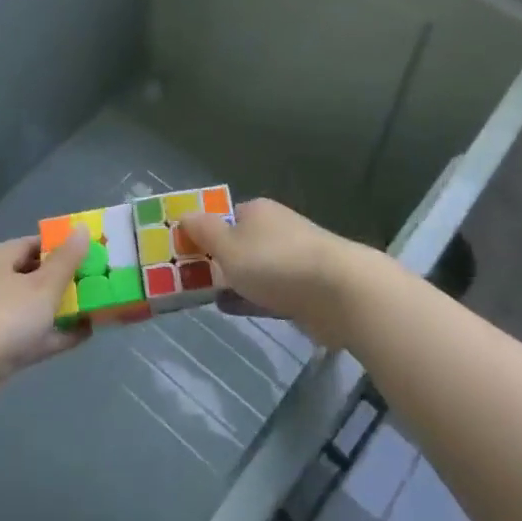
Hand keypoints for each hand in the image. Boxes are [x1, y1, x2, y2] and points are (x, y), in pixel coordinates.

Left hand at [0, 229, 90, 431]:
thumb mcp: (44, 285)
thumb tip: (83, 228)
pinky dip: (56, 333)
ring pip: (35, 307)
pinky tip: (85, 334)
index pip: (35, 244)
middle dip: (67, 279)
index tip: (94, 253)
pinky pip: (33, 335)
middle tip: (102, 281)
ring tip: (100, 307)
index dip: (65, 247)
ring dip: (64, 308)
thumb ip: (67, 259)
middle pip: (36, 275)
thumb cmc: (4, 316)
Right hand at [178, 199, 367, 347]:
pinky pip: (268, 292)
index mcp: (257, 212)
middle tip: (186, 281)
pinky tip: (230, 309)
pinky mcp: (304, 290)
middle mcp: (275, 230)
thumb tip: (184, 214)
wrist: (339, 292)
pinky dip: (249, 299)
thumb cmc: (276, 263)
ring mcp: (292, 260)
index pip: (223, 217)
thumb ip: (204, 232)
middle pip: (238, 243)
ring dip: (232, 281)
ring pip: (253, 269)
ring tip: (202, 298)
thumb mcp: (229, 246)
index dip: (202, 233)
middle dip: (216, 260)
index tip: (181, 254)